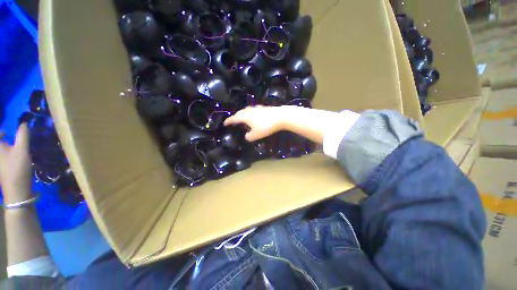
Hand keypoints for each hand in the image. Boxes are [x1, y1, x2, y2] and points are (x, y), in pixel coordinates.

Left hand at [0, 124, 32, 203]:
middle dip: (2, 138)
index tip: (8, 131)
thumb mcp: (22, 149)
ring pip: (1, 150)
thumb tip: (24, 122)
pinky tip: (10, 155)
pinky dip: (4, 153)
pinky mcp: (0, 167)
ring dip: (4, 146)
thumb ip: (23, 134)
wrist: (16, 189)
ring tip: (10, 146)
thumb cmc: (17, 167)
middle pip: (0, 142)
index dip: (2, 131)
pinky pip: (2, 156)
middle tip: (8, 137)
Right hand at [224, 106, 285, 140]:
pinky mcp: (263, 108)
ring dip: (243, 113)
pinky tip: (254, 115)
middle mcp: (249, 111)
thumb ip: (249, 137)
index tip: (224, 123)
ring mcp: (257, 108)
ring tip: (242, 117)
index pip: (234, 118)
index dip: (229, 121)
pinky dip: (251, 113)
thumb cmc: (266, 126)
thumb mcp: (256, 135)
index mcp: (245, 116)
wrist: (280, 117)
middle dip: (235, 116)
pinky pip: (253, 110)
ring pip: (247, 110)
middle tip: (233, 120)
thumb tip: (247, 136)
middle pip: (240, 112)